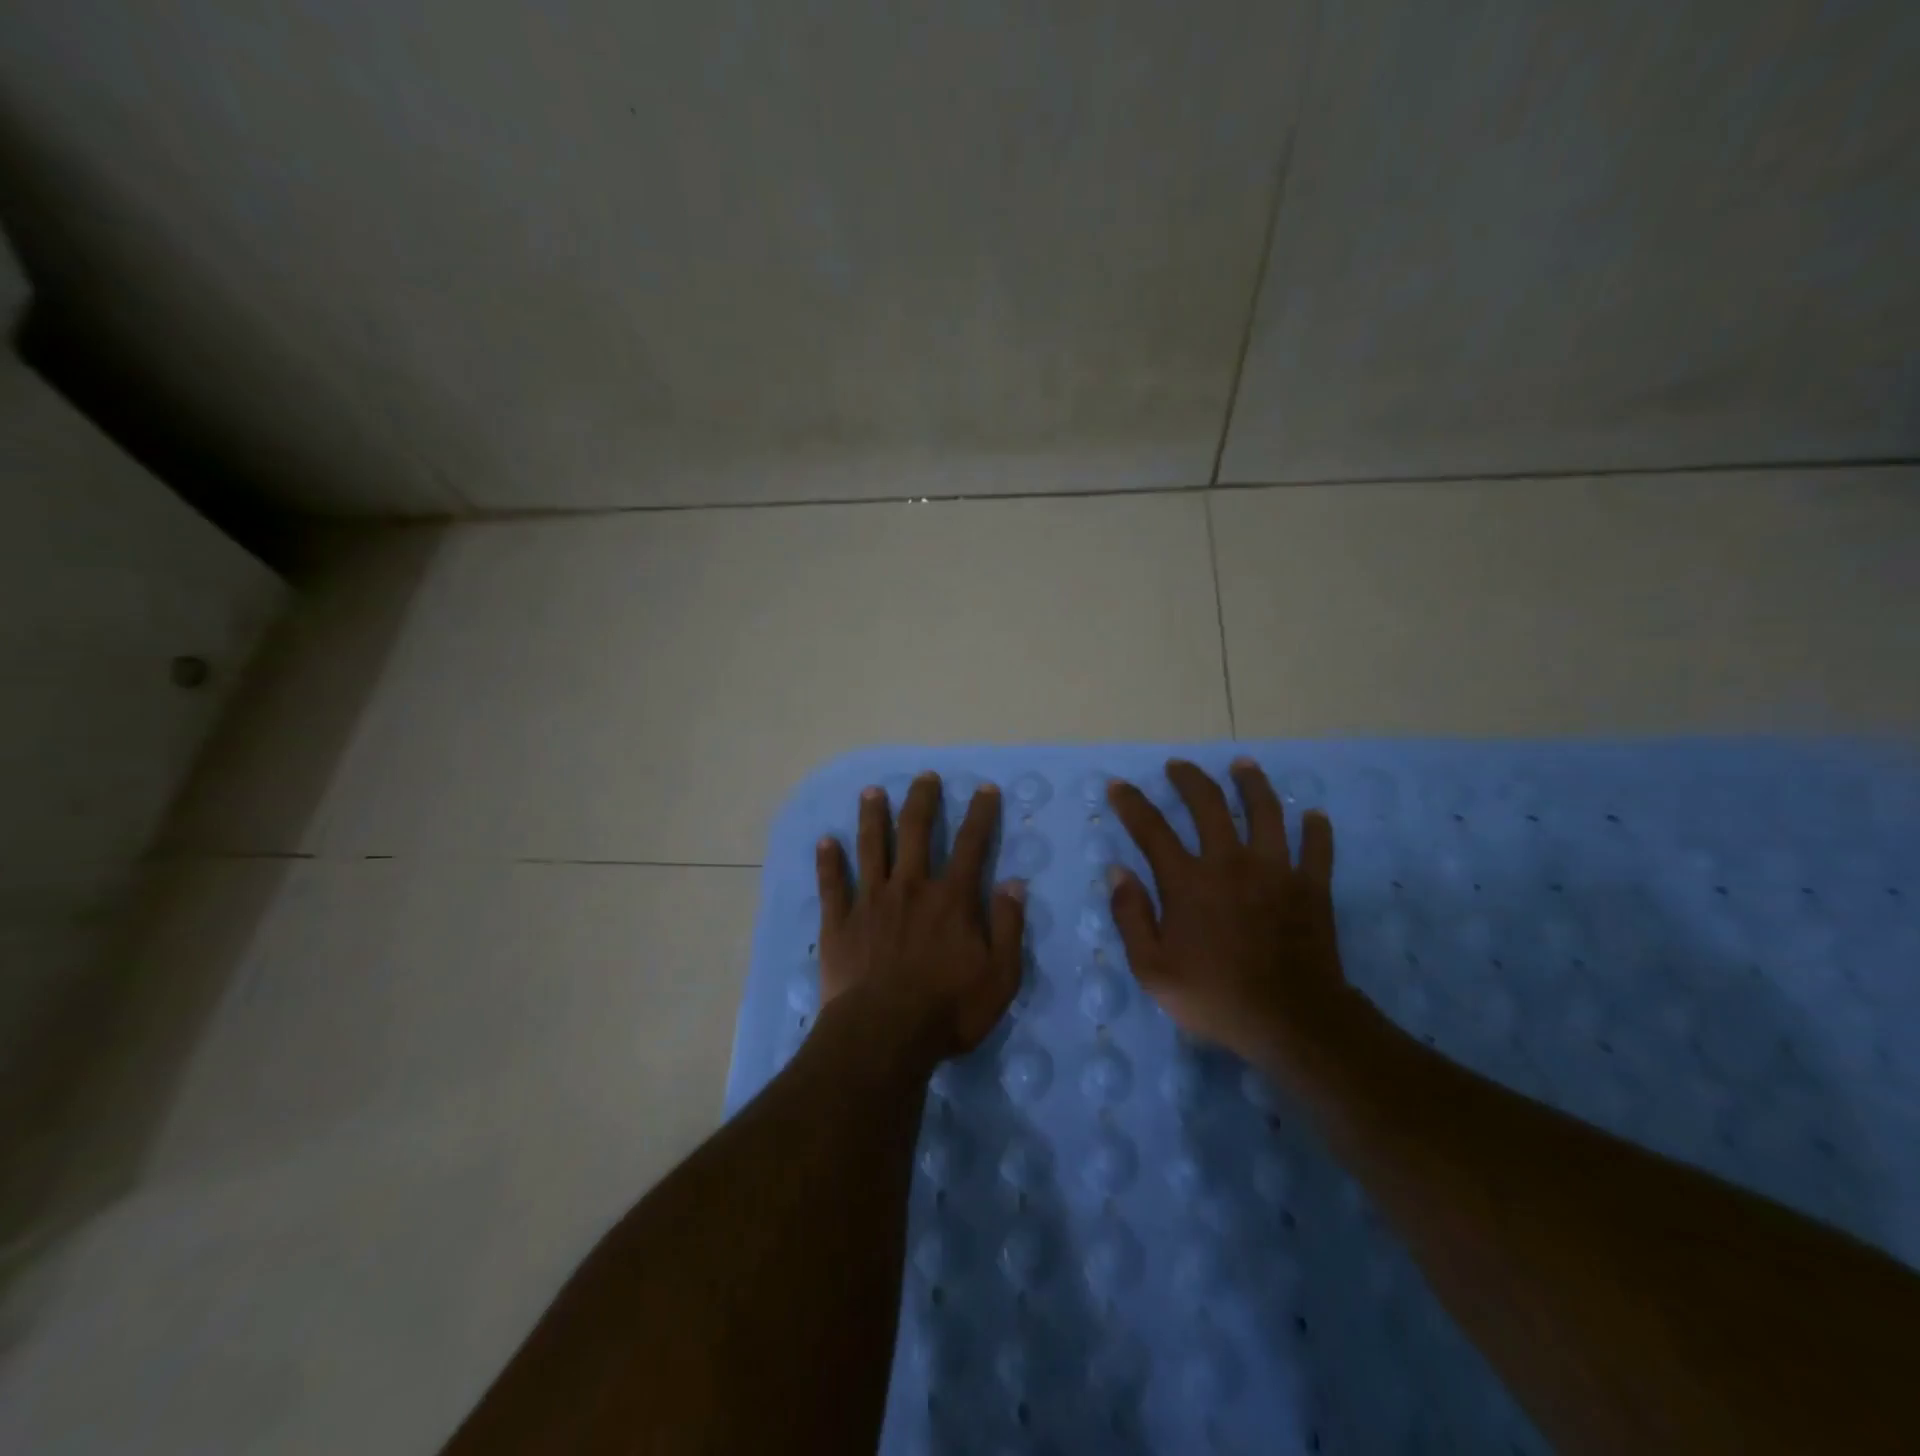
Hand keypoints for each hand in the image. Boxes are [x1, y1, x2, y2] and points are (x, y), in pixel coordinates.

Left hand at [816, 772, 1025, 1060]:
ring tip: (872, 791)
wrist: (883, 1035)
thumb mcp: (1000, 976)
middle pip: (915, 831)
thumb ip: (1008, 926)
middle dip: (922, 800)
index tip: (984, 789)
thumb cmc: (948, 1009)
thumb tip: (1014, 883)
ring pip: (871, 847)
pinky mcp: (840, 921)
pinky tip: (824, 840)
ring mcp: (871, 901)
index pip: (971, 845)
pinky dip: (828, 861)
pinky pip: (831, 884)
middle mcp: (911, 887)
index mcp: (951, 898)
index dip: (980, 814)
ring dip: (872, 816)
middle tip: (924, 776)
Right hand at [1105, 758, 1347, 1063]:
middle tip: (1178, 766)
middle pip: (1209, 804)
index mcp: (1188, 881)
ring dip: (1252, 783)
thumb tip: (1117, 872)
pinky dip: (1316, 829)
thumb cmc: (1214, 996)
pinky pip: (1317, 848)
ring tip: (1243, 764)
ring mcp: (1276, 870)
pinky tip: (1314, 815)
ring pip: (1266, 811)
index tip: (1118, 785)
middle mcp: (1230, 862)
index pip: (1151, 829)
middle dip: (1189, 779)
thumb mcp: (1152, 968)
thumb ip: (1130, 916)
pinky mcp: (1311, 887)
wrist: (1291, 1021)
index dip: (1131, 803)